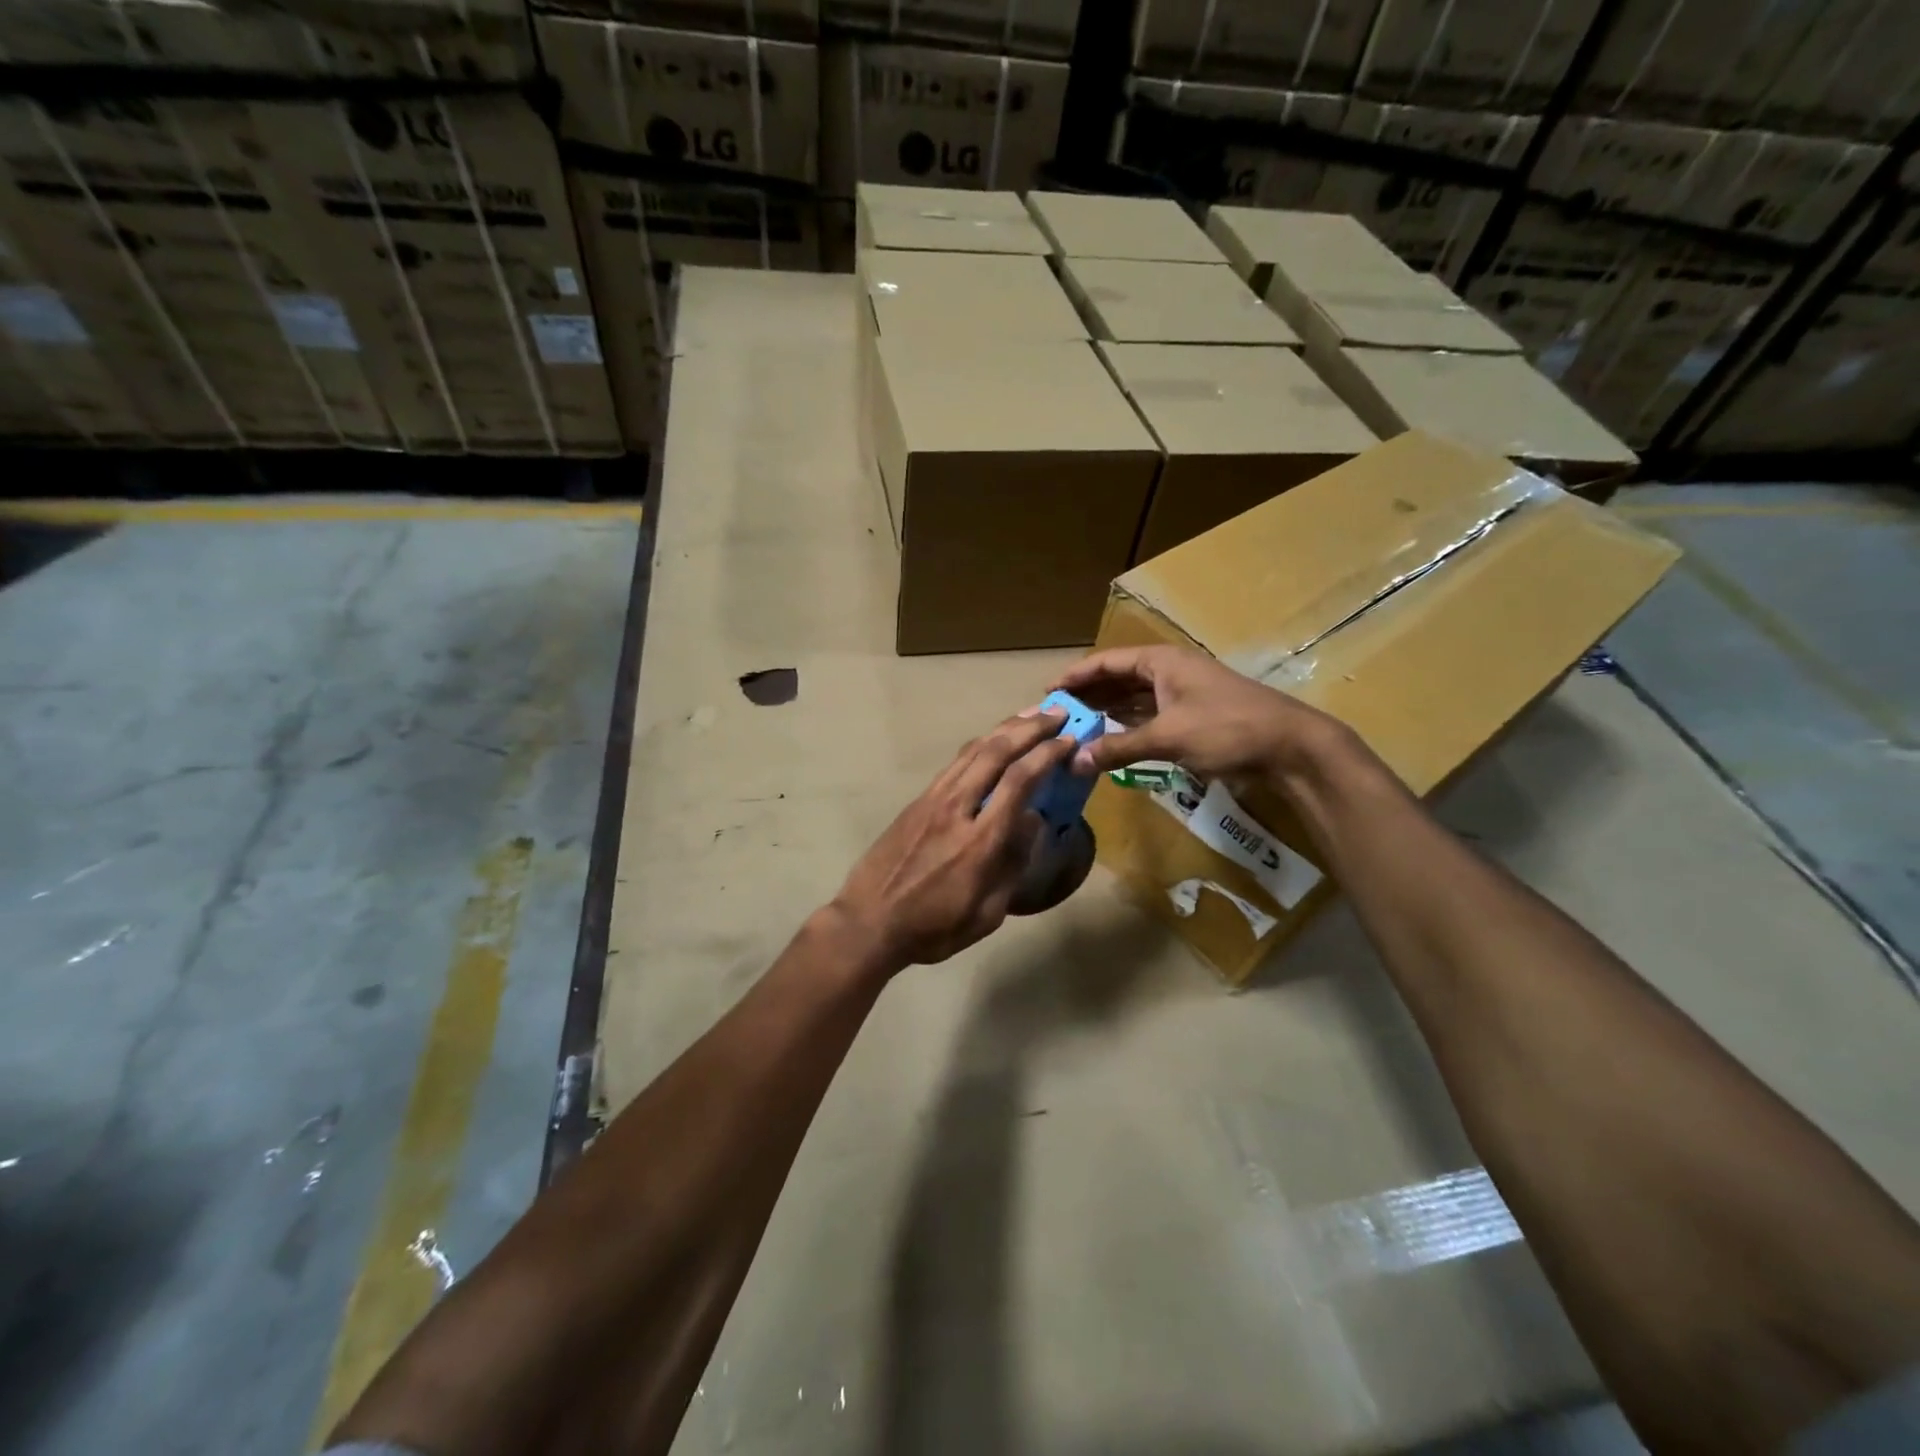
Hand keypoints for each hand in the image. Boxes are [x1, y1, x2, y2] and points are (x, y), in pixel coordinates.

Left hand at [830, 709, 1076, 969]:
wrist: (869, 922)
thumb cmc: (933, 927)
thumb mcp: (987, 913)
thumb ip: (1013, 865)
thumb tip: (1034, 822)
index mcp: (981, 841)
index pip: (1020, 781)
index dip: (1047, 754)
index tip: (1069, 741)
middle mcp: (958, 808)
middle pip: (997, 752)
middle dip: (1030, 728)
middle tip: (1057, 713)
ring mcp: (933, 800)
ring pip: (973, 751)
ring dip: (1004, 729)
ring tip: (1029, 715)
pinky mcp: (918, 801)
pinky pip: (954, 763)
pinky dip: (979, 746)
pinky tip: (992, 742)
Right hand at [1053, 645, 1346, 782]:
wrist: (1290, 747)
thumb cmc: (1227, 729)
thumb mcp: (1168, 736)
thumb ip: (1119, 747)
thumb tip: (1075, 760)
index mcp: (1161, 662)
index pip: (1106, 663)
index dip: (1076, 677)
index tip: (1047, 693)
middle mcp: (1168, 672)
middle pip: (1117, 680)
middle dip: (1087, 697)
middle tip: (1055, 717)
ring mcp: (1181, 696)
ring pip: (1132, 701)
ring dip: (1106, 714)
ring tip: (1074, 730)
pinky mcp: (1192, 719)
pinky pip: (1148, 718)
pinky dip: (1127, 729)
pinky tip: (1107, 742)